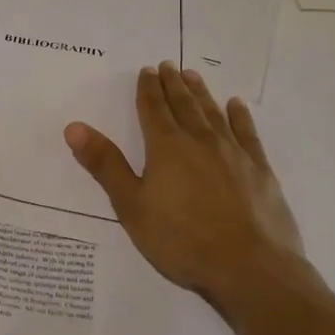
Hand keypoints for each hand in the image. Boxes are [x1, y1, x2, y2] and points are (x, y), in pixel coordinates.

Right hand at [66, 63, 309, 302]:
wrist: (251, 269)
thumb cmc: (183, 240)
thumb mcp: (132, 206)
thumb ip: (105, 165)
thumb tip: (74, 127)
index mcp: (167, 147)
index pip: (153, 109)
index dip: (148, 89)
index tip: (146, 71)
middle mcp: (200, 141)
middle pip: (183, 105)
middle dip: (173, 84)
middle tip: (167, 65)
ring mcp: (234, 153)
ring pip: (213, 113)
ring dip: (201, 93)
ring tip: (192, 75)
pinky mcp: (260, 170)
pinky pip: (247, 133)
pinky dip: (240, 116)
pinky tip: (236, 105)